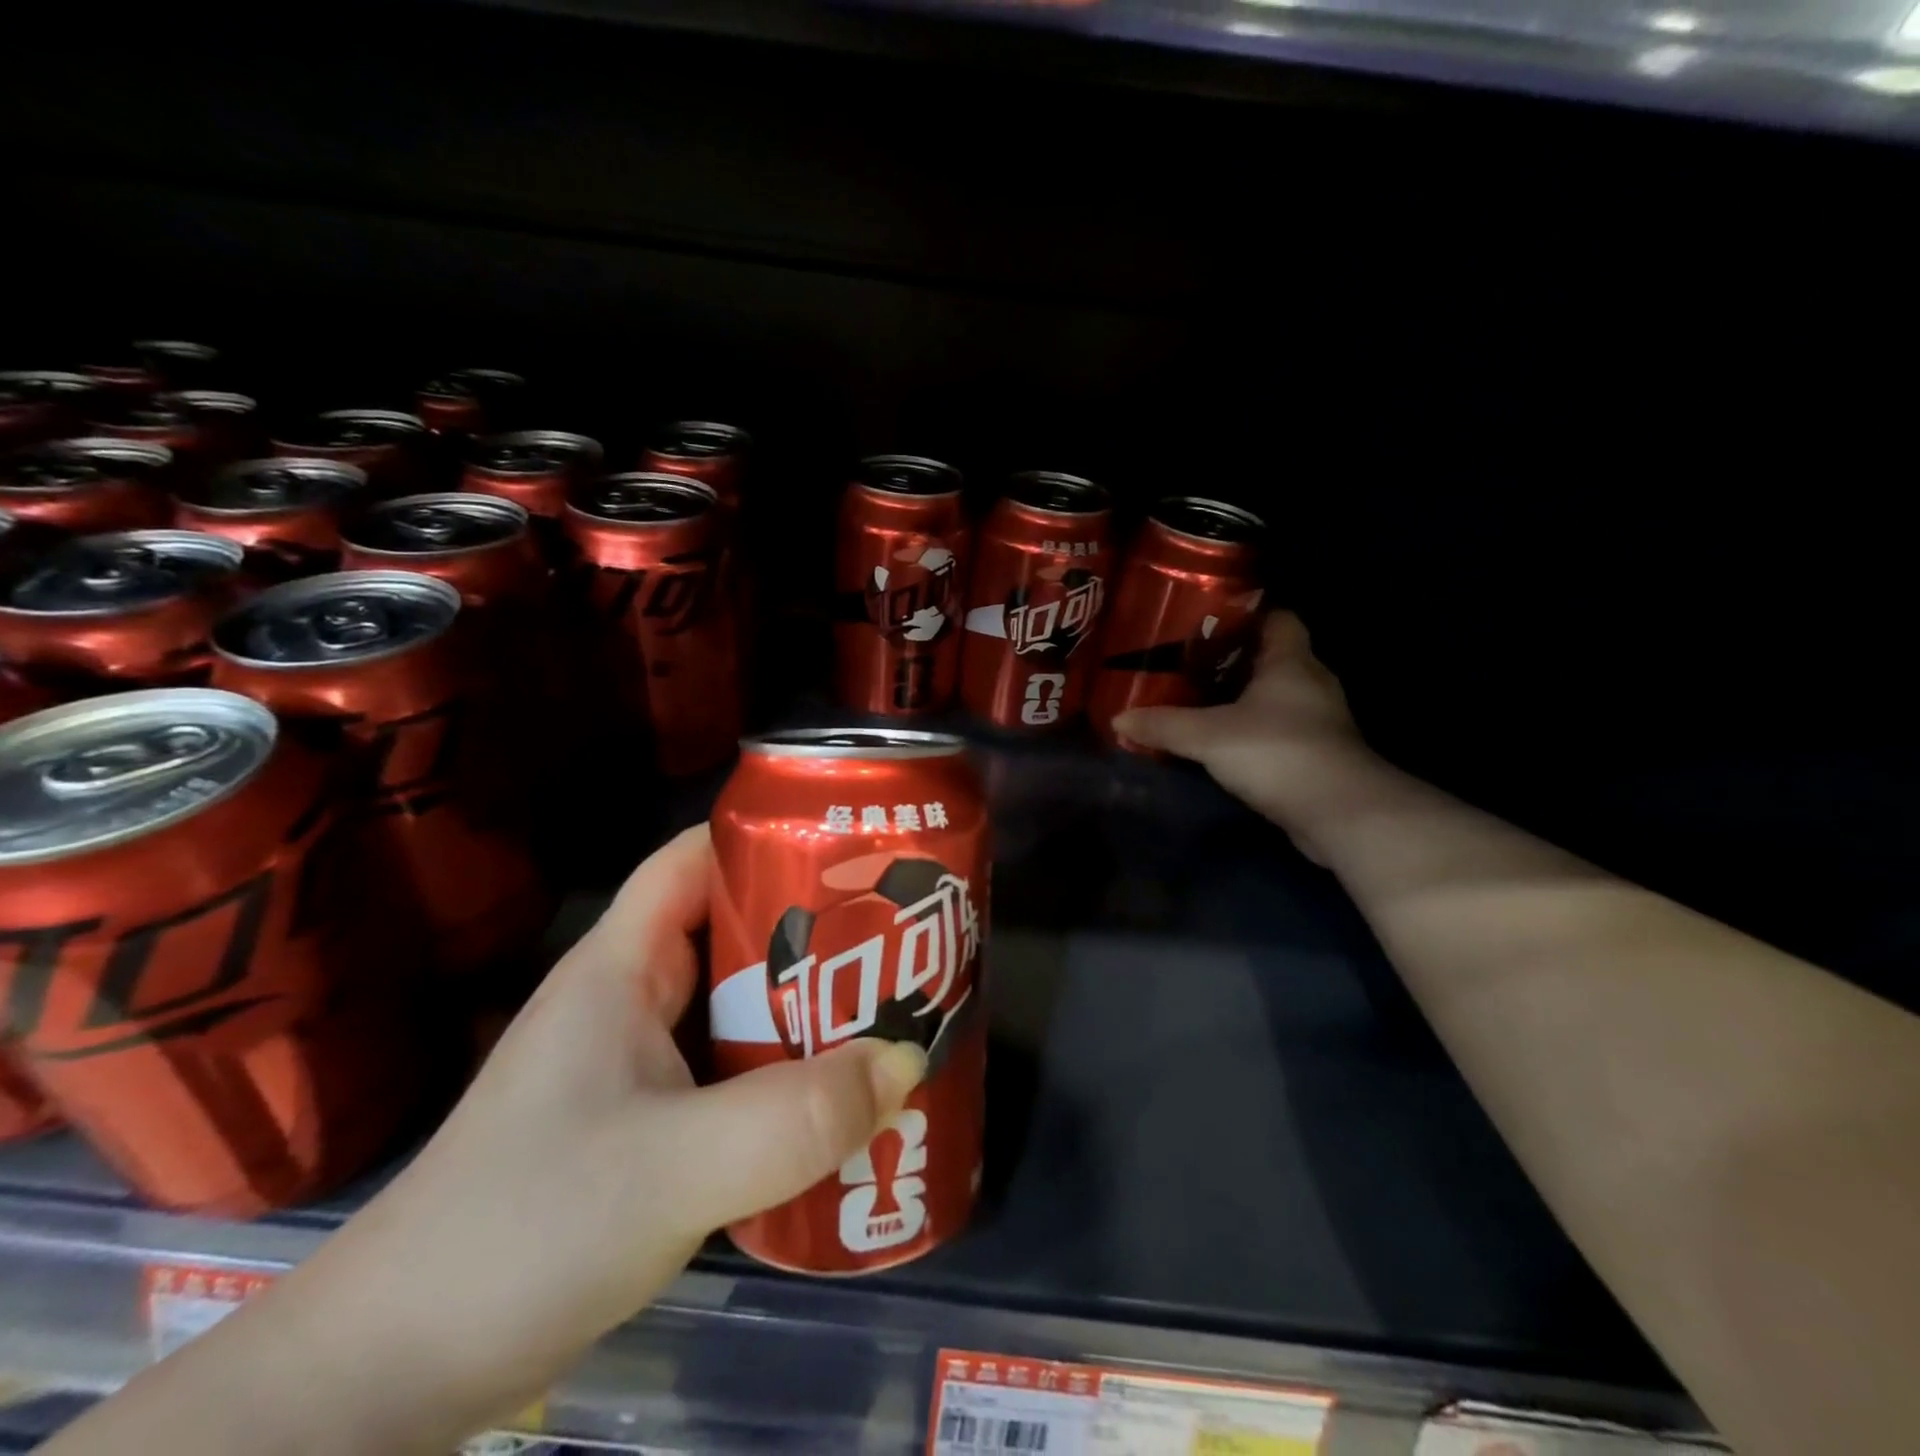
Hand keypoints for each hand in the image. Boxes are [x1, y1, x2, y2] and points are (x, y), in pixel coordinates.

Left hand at [264, 825, 927, 1444]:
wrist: (394, 1376)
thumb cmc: (524, 1230)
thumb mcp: (673, 1168)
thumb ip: (795, 1118)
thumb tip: (908, 1059)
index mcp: (622, 966)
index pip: (695, 859)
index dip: (766, 837)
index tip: (848, 849)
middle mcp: (632, 1000)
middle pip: (734, 934)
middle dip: (815, 934)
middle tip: (899, 940)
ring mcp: (639, 1066)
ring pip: (740, 1011)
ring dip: (809, 1014)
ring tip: (892, 1017)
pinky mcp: (649, 1126)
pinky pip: (736, 1076)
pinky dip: (788, 1077)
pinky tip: (840, 1104)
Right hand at [1112, 612, 1384, 860]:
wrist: (1338, 813)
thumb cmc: (1276, 752)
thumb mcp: (1208, 735)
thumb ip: (1163, 725)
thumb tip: (1117, 718)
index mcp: (1291, 661)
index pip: (1278, 618)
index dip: (1245, 615)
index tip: (1206, 623)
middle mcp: (1311, 683)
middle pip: (1271, 658)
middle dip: (1232, 660)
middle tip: (1187, 665)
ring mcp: (1318, 721)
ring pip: (1274, 697)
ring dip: (1242, 700)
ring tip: (1197, 703)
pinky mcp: (1315, 755)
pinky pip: (1277, 730)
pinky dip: (1252, 732)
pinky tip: (1221, 744)